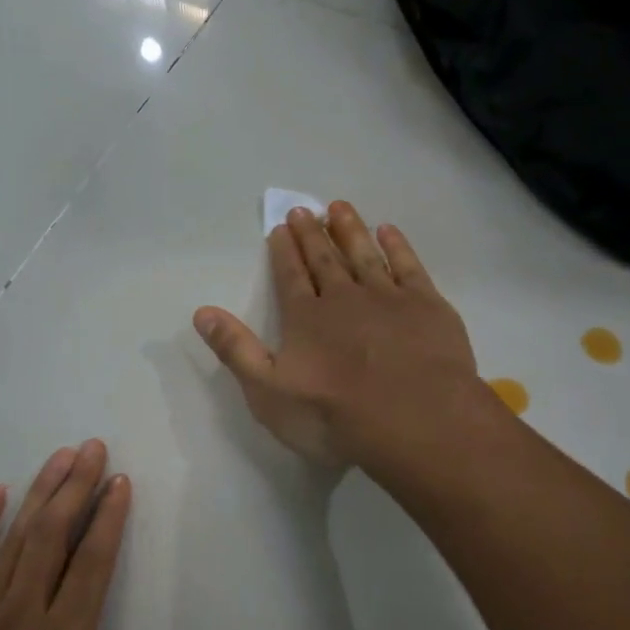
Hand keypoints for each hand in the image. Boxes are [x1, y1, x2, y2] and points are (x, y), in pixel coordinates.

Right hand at [193, 202, 489, 470]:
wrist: (416, 421)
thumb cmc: (335, 415)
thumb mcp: (269, 392)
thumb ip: (236, 350)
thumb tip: (202, 312)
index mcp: (306, 317)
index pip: (290, 275)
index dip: (284, 250)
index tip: (280, 226)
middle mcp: (344, 297)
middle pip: (325, 259)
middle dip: (312, 234)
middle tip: (304, 210)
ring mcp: (388, 297)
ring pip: (364, 254)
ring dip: (350, 230)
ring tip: (339, 207)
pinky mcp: (427, 305)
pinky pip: (408, 266)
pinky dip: (397, 246)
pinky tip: (389, 232)